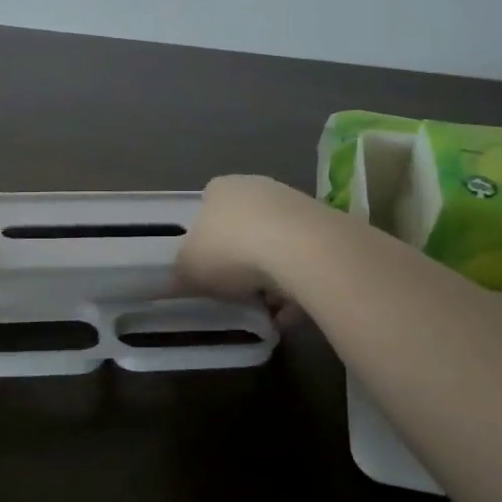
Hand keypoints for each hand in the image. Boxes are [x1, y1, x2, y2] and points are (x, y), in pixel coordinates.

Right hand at [175, 175, 311, 317]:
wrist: (299, 248)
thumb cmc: (231, 250)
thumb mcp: (189, 268)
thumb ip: (181, 273)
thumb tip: (178, 279)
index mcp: (220, 190)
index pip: (208, 208)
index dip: (206, 240)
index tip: (208, 269)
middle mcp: (256, 187)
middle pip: (244, 227)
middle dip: (241, 260)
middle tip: (236, 291)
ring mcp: (293, 203)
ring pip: (276, 245)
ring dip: (271, 277)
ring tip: (267, 310)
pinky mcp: (323, 226)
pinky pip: (303, 262)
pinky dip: (297, 287)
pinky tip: (291, 314)